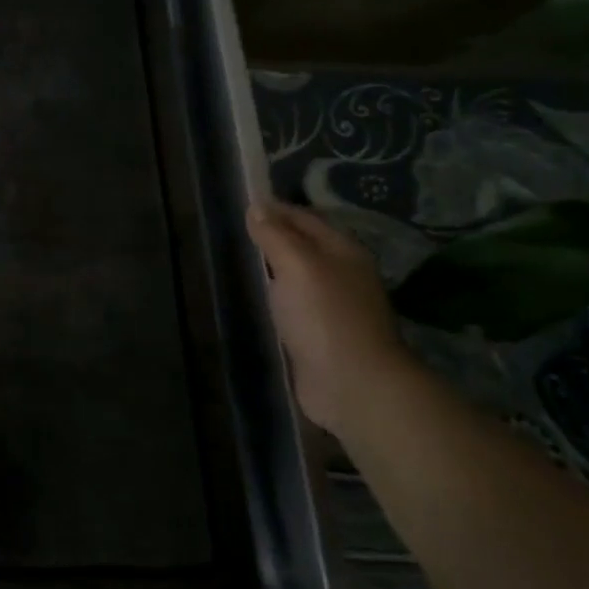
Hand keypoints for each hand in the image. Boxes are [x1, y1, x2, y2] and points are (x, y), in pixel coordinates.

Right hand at [246, 201, 411, 435]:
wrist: (353, 385)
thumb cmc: (325, 316)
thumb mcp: (297, 265)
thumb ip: (276, 235)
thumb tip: (257, 207)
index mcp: (343, 251)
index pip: (305, 218)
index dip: (275, 209)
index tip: (242, 203)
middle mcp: (343, 274)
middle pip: (305, 245)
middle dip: (275, 235)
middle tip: (235, 230)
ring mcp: (334, 307)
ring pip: (299, 276)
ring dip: (275, 267)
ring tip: (240, 259)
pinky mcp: (322, 335)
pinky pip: (295, 304)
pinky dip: (277, 296)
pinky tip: (257, 297)